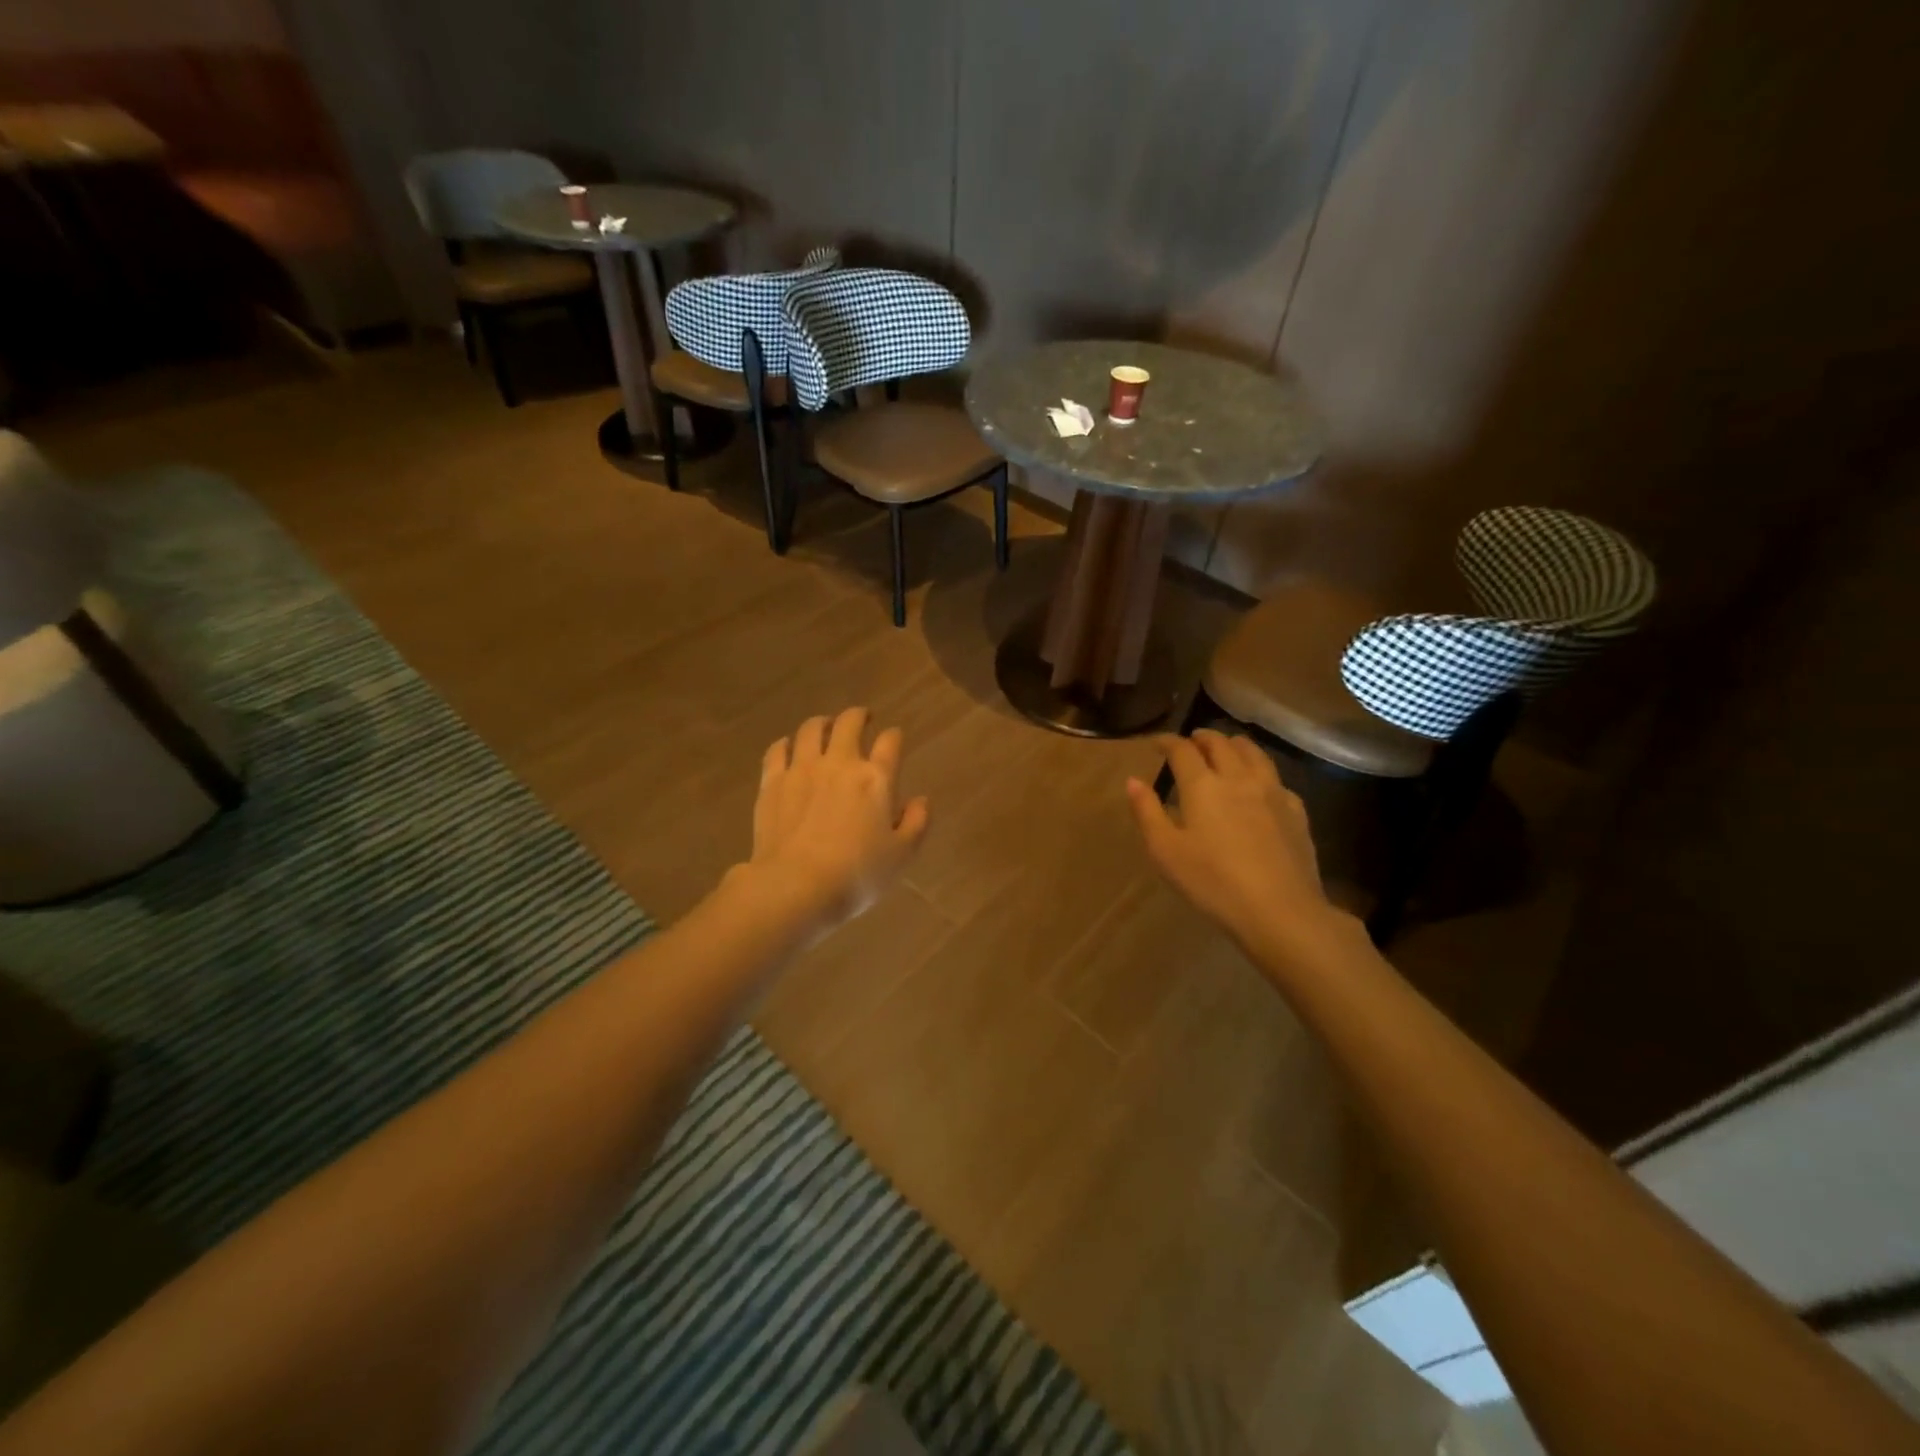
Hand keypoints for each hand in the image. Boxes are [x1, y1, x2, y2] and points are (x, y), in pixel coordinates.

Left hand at [743, 707, 929, 934]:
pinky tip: (788, 747)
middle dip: (858, 716)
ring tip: (825, 727)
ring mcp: (802, 769)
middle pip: (849, 723)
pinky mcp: (772, 782)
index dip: (894, 736)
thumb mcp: (901, 855)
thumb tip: (921, 800)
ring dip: (822, 723)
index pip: (890, 742)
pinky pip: (777, 750)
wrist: (796, 886)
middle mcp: (840, 763)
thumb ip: (916, 823)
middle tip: (862, 718)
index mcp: (876, 779)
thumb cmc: (856, 874)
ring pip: (811, 729)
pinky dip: (786, 743)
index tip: (894, 738)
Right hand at [1126, 730, 1344, 955]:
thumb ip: (1147, 812)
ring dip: (1234, 745)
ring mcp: (1272, 792)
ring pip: (1254, 753)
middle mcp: (1238, 778)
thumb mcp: (1165, 851)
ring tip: (1226, 750)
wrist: (1279, 910)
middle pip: (1220, 743)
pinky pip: (1276, 779)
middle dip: (1202, 738)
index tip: (1156, 743)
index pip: (1182, 750)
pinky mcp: (1296, 811)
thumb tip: (1133, 781)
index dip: (1167, 742)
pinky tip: (1260, 786)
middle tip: (1191, 743)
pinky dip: (1261, 772)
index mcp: (1202, 785)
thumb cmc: (1212, 882)